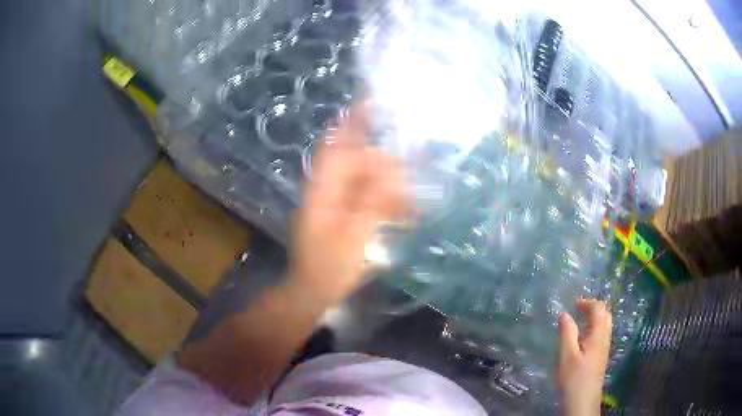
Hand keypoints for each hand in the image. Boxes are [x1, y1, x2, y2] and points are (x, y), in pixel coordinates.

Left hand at [290, 107, 409, 305]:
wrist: (312, 291)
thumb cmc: (328, 267)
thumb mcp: (353, 237)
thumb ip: (373, 203)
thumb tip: (394, 174)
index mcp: (323, 190)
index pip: (338, 147)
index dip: (352, 123)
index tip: (372, 102)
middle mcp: (328, 190)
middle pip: (356, 161)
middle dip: (383, 160)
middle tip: (409, 168)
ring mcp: (336, 203)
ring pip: (364, 180)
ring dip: (387, 183)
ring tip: (410, 198)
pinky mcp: (344, 215)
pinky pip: (367, 198)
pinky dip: (385, 200)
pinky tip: (403, 211)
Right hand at [557, 299, 612, 415]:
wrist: (582, 402)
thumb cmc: (574, 379)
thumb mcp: (567, 355)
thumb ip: (567, 333)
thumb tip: (564, 313)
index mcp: (599, 335)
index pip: (599, 309)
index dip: (588, 302)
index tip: (573, 304)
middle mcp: (605, 338)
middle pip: (605, 315)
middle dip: (593, 308)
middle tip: (577, 310)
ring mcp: (604, 348)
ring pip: (604, 325)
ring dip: (593, 318)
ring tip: (577, 322)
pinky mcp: (600, 357)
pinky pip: (600, 335)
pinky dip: (592, 329)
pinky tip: (580, 339)